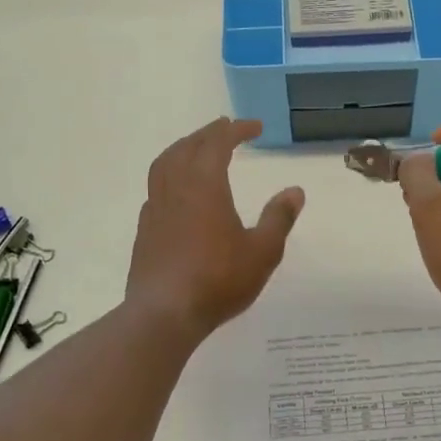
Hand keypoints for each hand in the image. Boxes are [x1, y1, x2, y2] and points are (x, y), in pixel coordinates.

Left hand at [126, 117, 304, 339]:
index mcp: (204, 185)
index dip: (236, 130)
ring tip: (197, 149)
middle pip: (188, 147)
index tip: (255, 127)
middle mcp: (175, 188)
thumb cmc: (218, 279)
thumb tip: (295, 191)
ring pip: (164, 164)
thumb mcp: (262, 251)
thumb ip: (278, 218)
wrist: (164, 313)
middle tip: (226, 128)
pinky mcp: (145, 230)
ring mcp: (155, 208)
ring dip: (183, 149)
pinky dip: (170, 176)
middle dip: (208, 133)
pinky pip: (156, 188)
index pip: (218, 143)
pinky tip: (179, 192)